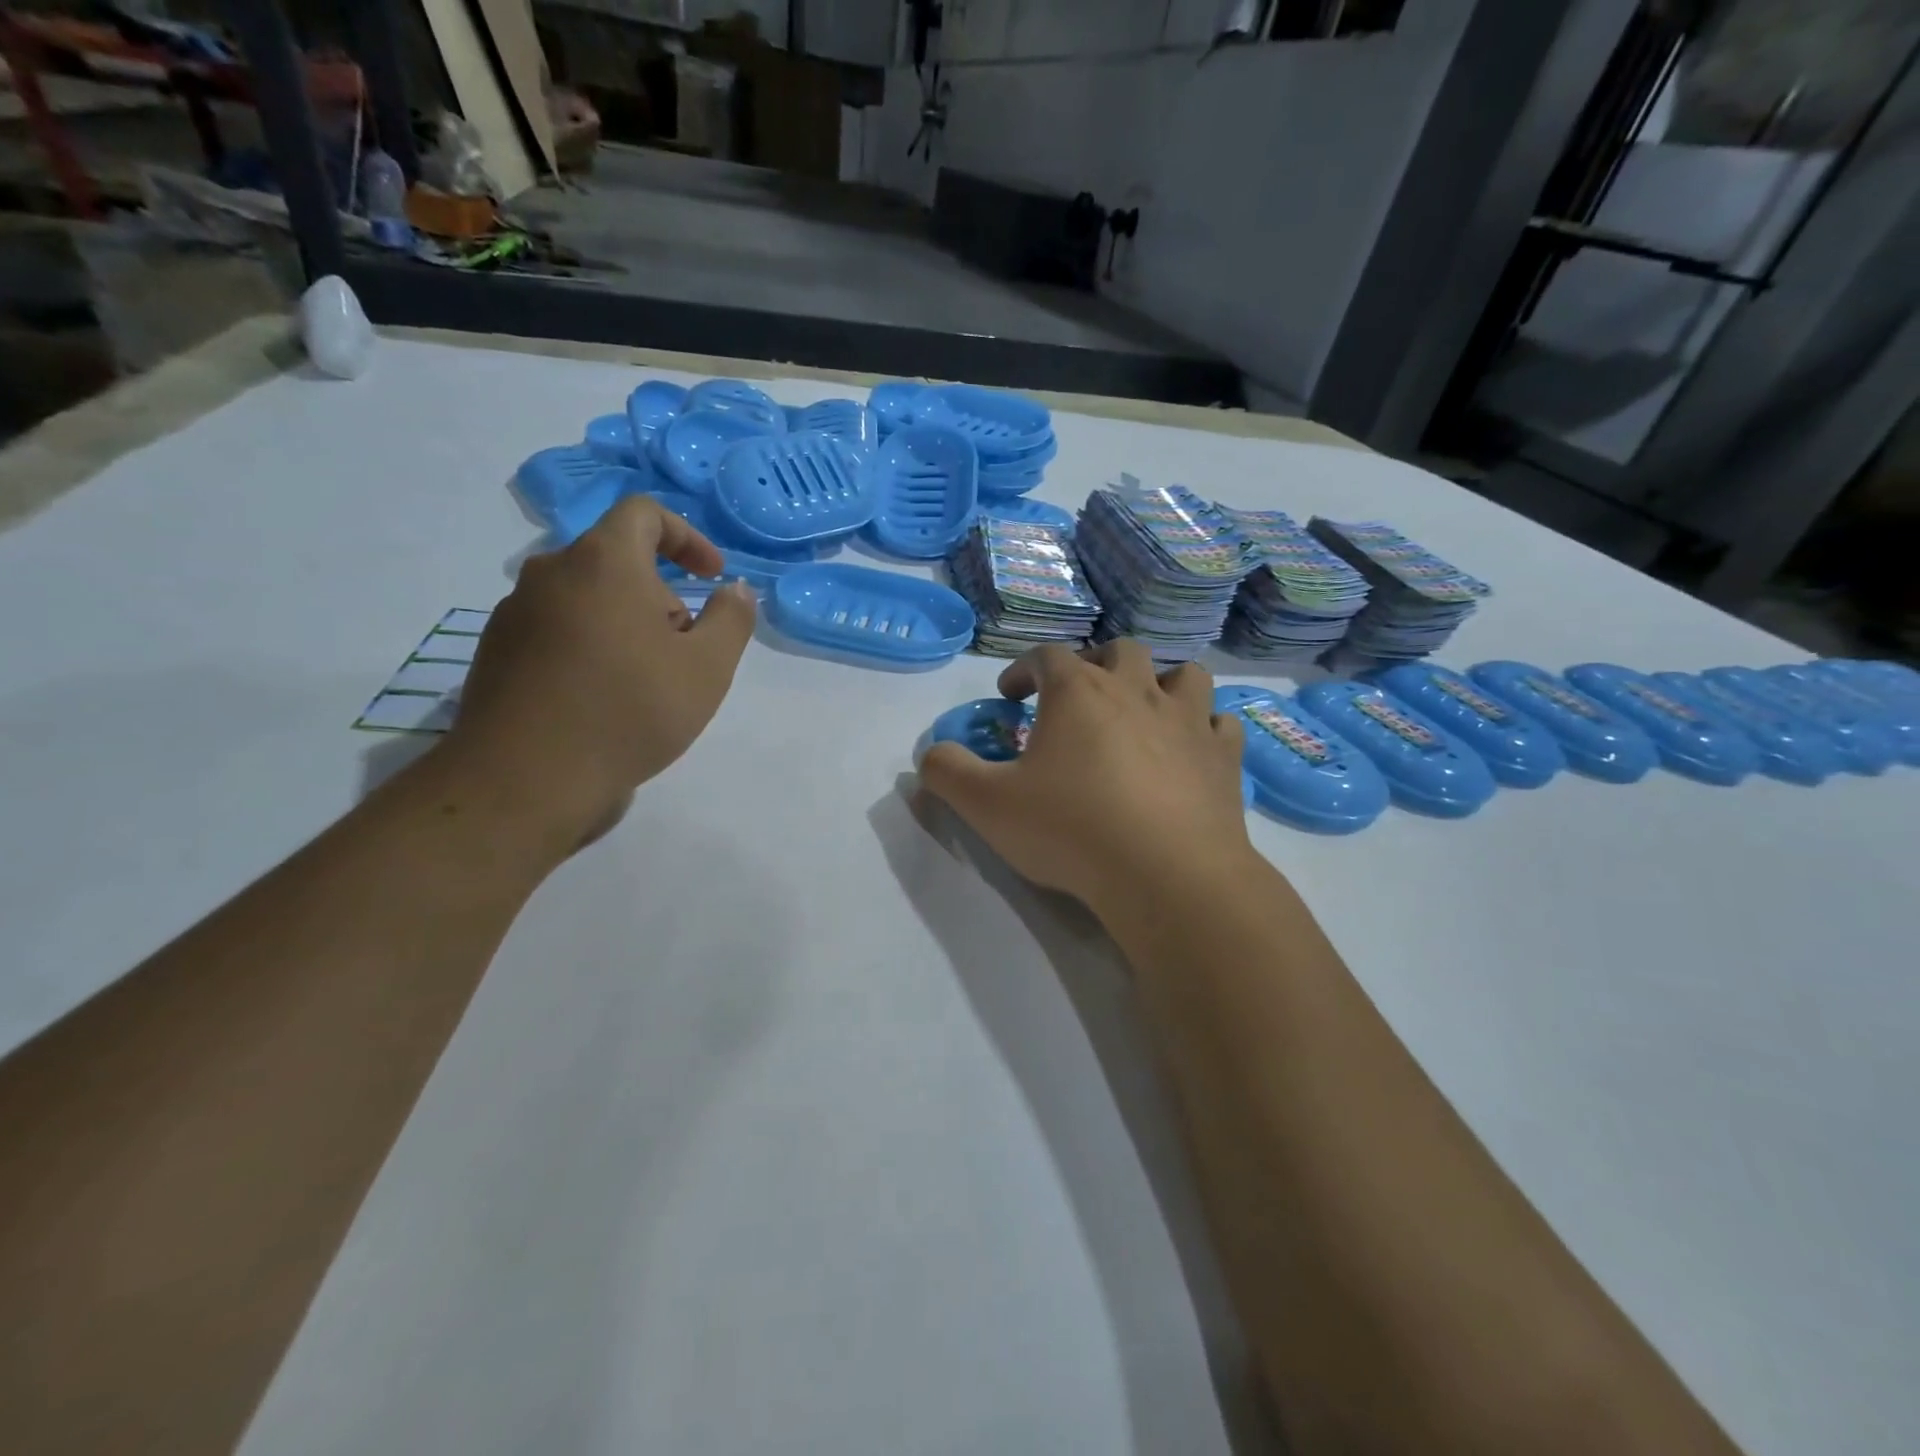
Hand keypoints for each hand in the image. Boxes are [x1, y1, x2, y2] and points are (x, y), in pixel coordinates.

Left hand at [446, 497, 756, 845]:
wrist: (527, 779)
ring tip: (648, 680)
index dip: (687, 536)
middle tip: (686, 647)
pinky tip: (604, 697)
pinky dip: (591, 645)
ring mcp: (516, 613)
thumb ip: (731, 619)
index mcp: (602, 562)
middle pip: (616, 560)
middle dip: (661, 593)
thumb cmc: (631, 711)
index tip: (711, 577)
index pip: (643, 513)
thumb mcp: (708, 668)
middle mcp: (551, 573)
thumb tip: (734, 590)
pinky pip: (557, 629)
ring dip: (626, 622)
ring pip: (586, 597)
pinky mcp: (497, 651)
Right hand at [918, 641, 1254, 914]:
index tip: (1009, 698)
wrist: (1167, 875)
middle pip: (1119, 650)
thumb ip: (947, 772)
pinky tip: (1190, 750)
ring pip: (1182, 674)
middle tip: (1078, 698)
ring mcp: (1188, 721)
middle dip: (1094, 665)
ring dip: (1160, 684)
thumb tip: (931, 754)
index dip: (1022, 670)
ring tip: (1143, 714)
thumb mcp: (987, 806)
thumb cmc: (1071, 830)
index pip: (1046, 656)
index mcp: (1079, 692)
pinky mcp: (1224, 757)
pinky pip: (1221, 723)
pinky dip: (1204, 728)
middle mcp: (1137, 691)